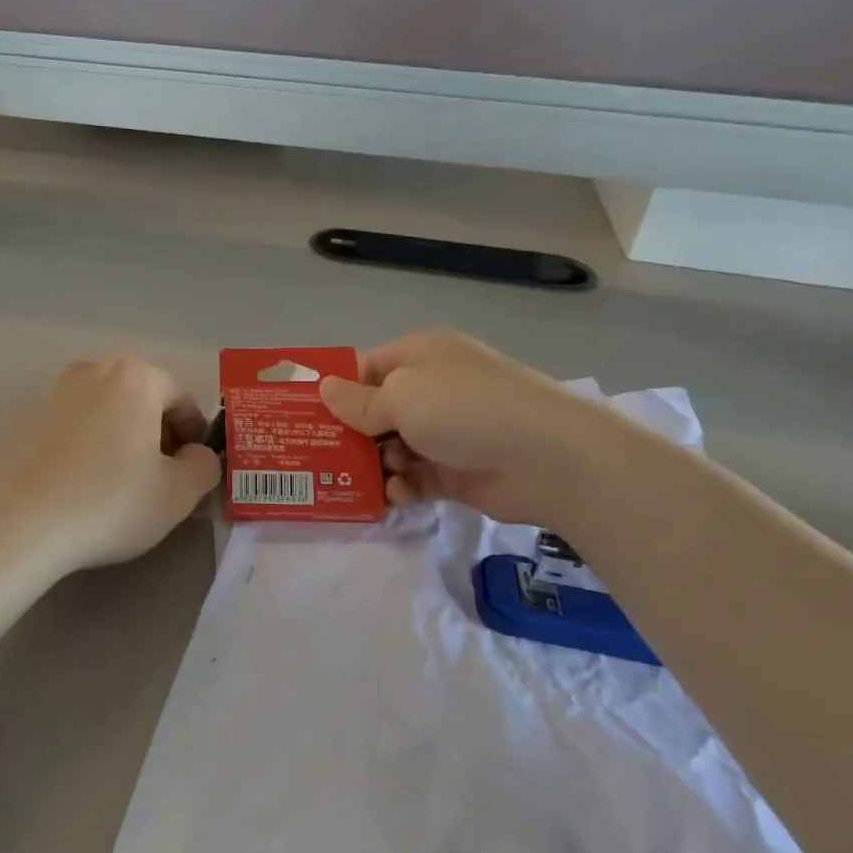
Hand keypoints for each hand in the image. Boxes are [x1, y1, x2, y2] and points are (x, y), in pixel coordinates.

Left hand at [0, 357, 221, 575]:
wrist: (19, 525)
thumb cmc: (109, 503)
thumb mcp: (178, 493)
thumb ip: (204, 466)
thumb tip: (196, 455)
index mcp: (136, 377)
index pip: (183, 401)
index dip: (195, 438)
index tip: (192, 472)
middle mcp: (94, 371)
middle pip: (144, 401)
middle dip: (159, 435)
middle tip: (161, 479)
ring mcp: (55, 393)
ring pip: (108, 412)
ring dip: (124, 440)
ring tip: (122, 484)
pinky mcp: (27, 420)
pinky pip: (76, 428)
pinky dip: (90, 447)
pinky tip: (85, 485)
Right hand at [318, 329, 623, 529]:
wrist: (548, 458)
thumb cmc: (466, 409)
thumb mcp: (402, 397)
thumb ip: (359, 402)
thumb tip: (324, 389)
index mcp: (420, 356)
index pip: (366, 367)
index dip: (336, 389)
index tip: (304, 415)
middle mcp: (432, 389)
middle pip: (376, 411)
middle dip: (350, 434)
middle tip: (318, 457)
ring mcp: (447, 431)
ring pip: (393, 448)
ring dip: (376, 464)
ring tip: (362, 479)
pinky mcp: (457, 470)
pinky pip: (416, 477)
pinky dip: (403, 487)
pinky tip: (396, 496)